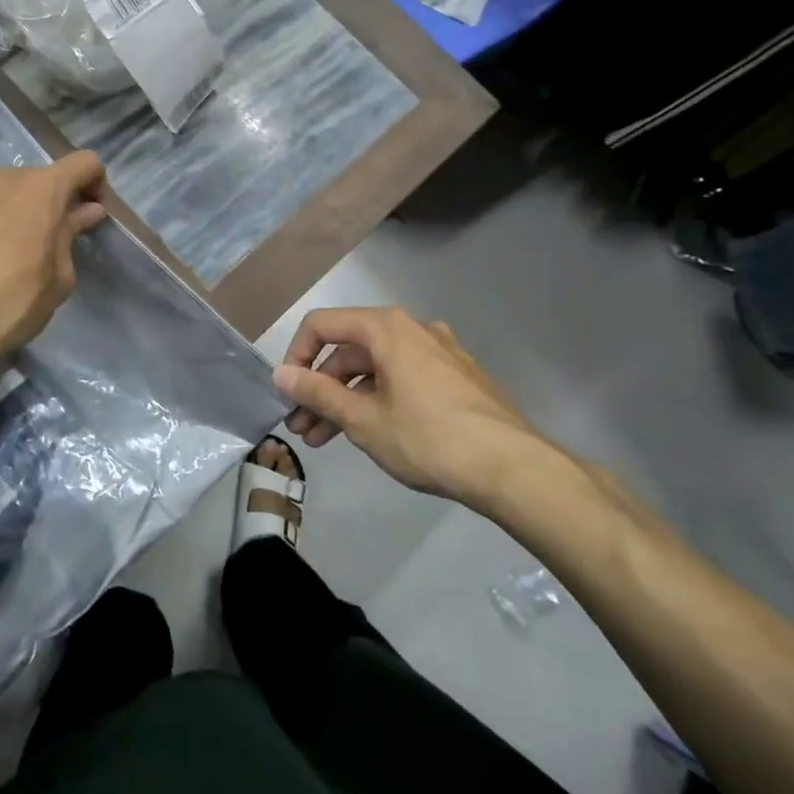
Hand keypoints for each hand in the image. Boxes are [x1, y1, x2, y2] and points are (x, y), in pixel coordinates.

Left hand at [0, 152, 108, 396]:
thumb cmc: (10, 304)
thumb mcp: (58, 277)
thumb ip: (71, 235)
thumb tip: (84, 211)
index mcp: (40, 188)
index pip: (85, 163)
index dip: (96, 184)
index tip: (92, 215)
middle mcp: (1, 178)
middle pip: (41, 178)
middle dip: (54, 202)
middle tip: (54, 241)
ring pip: (5, 191)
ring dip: (18, 211)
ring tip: (12, 252)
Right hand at [273, 306, 569, 510]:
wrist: (514, 468)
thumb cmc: (429, 438)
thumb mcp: (363, 419)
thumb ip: (317, 393)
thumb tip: (280, 374)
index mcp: (386, 328)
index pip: (322, 325)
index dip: (295, 356)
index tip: (286, 394)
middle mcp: (413, 329)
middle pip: (349, 350)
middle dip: (319, 389)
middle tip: (301, 427)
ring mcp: (440, 353)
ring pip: (376, 369)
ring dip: (346, 400)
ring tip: (326, 440)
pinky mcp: (457, 378)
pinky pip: (403, 380)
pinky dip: (378, 400)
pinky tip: (372, 434)